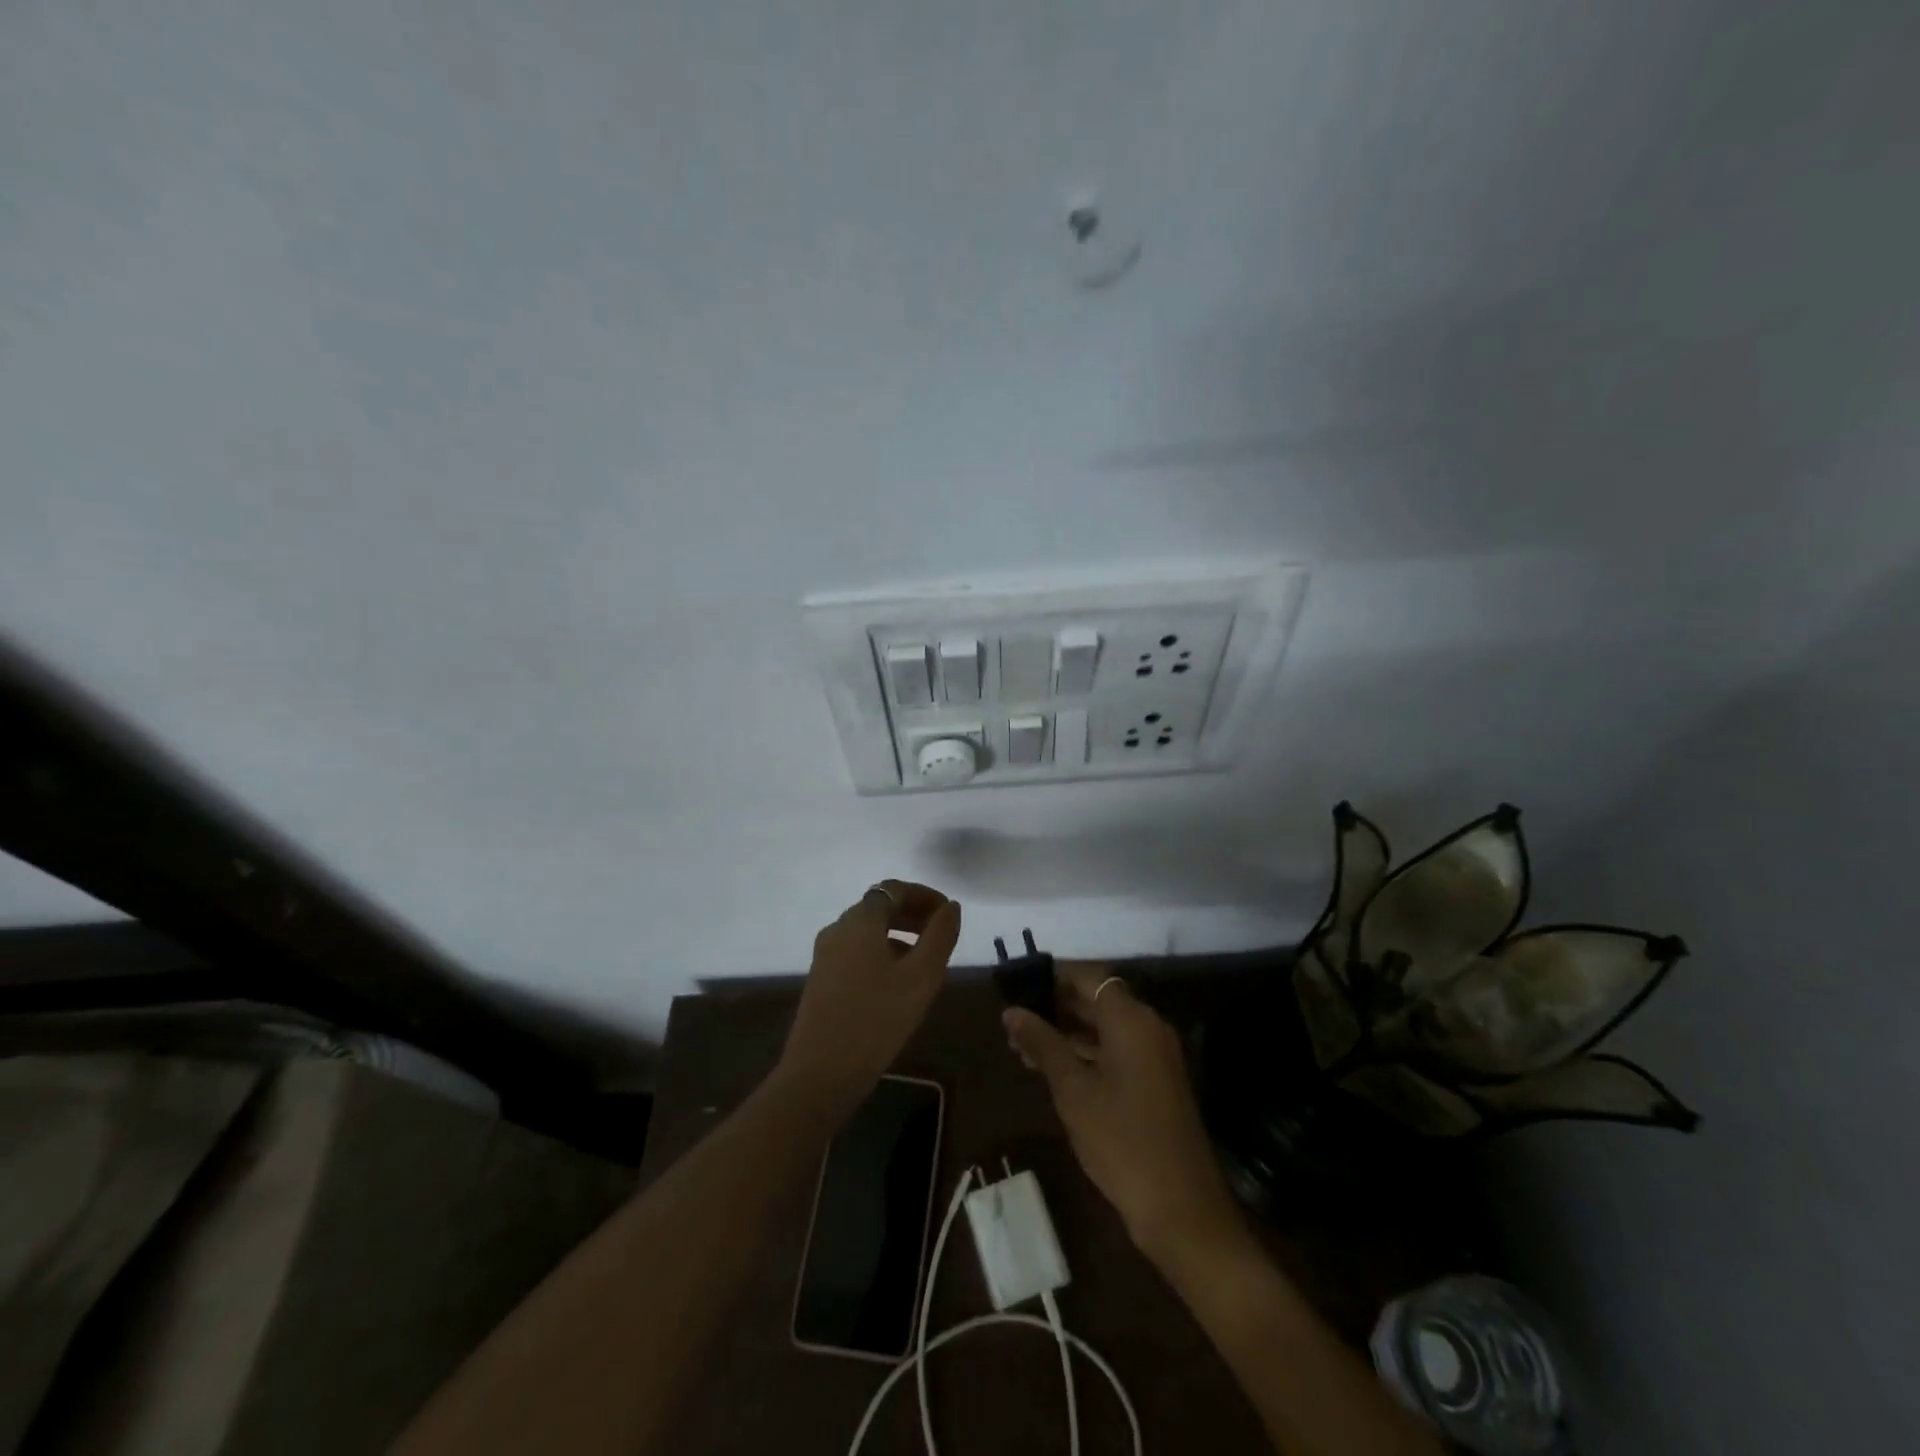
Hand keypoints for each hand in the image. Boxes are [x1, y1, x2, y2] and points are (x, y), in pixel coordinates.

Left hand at [776, 881, 961, 1116]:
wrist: (820, 1073)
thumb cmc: (877, 1019)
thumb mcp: (921, 977)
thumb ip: (940, 936)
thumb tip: (951, 907)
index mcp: (860, 920)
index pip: (894, 889)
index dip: (925, 895)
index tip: (949, 913)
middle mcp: (838, 928)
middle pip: (879, 906)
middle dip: (913, 913)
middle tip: (942, 933)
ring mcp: (826, 954)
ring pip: (868, 931)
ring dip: (899, 934)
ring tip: (926, 959)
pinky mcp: (822, 978)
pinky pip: (857, 951)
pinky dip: (882, 952)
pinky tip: (899, 981)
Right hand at [1004, 964, 1242, 1262]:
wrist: (1181, 1208)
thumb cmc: (1121, 1140)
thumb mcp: (1073, 1090)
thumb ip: (1042, 1044)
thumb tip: (1011, 1011)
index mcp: (1131, 1019)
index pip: (1088, 977)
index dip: (1052, 977)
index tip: (1018, 986)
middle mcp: (1148, 1027)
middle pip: (1097, 1000)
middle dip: (1055, 1007)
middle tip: (1014, 1021)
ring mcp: (1155, 1055)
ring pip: (1105, 1028)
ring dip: (1067, 1033)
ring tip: (1022, 1048)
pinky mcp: (1156, 1081)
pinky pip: (1116, 1051)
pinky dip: (1086, 1053)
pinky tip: (1052, 1070)